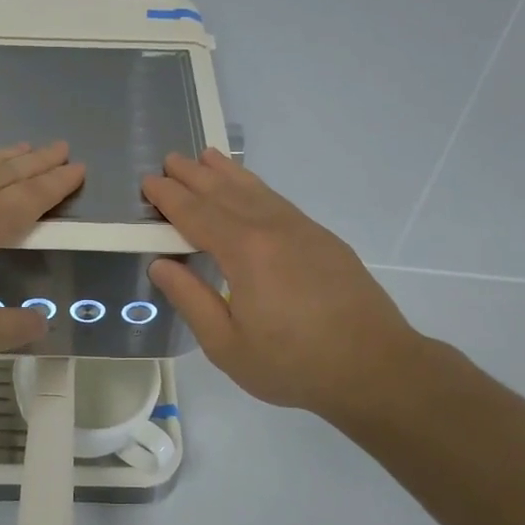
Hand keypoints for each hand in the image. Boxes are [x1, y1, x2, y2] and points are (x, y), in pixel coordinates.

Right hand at [142, 150, 433, 420]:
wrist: (375, 367)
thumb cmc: (293, 364)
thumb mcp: (227, 345)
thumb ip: (191, 300)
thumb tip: (161, 264)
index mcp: (246, 252)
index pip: (197, 215)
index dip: (170, 198)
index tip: (149, 182)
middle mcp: (273, 229)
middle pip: (226, 194)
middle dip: (194, 176)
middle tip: (169, 160)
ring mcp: (303, 231)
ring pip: (257, 192)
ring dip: (227, 173)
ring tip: (206, 157)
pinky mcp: (324, 240)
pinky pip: (279, 202)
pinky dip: (257, 188)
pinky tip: (251, 190)